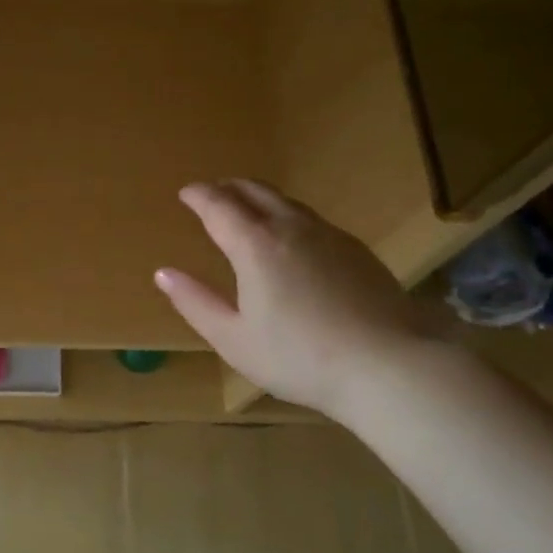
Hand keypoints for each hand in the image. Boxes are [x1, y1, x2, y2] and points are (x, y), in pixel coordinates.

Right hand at [155, 180, 437, 418]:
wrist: (389, 365)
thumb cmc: (299, 357)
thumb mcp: (233, 338)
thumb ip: (195, 302)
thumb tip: (163, 273)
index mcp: (255, 245)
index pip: (218, 205)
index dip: (199, 195)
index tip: (185, 192)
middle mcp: (291, 228)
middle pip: (255, 191)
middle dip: (228, 187)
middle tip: (212, 193)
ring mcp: (329, 235)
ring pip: (287, 202)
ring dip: (260, 197)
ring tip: (247, 208)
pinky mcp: (356, 250)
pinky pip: (311, 218)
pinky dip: (287, 215)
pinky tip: (291, 237)